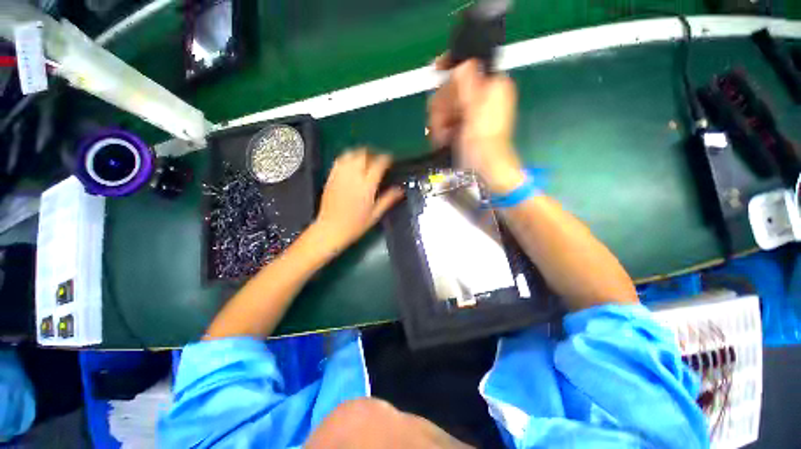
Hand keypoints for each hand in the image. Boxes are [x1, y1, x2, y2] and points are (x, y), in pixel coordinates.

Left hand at [313, 148, 403, 253]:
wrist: (330, 229)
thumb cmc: (355, 225)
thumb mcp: (375, 214)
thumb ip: (388, 199)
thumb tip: (400, 190)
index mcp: (367, 186)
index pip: (378, 164)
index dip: (386, 158)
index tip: (390, 160)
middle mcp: (353, 177)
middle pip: (363, 154)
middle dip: (373, 153)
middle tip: (378, 159)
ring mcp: (340, 175)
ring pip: (350, 154)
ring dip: (360, 153)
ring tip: (366, 159)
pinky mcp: (331, 177)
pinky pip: (339, 160)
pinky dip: (347, 158)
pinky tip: (351, 163)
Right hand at [428, 56, 523, 193]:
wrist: (486, 171)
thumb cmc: (483, 146)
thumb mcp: (475, 114)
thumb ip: (468, 85)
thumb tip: (462, 63)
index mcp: (493, 85)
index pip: (469, 62)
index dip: (451, 64)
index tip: (436, 69)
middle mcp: (483, 95)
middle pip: (452, 85)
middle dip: (443, 105)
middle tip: (443, 123)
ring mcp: (472, 111)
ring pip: (446, 104)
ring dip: (440, 121)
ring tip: (445, 137)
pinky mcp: (464, 124)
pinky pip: (447, 117)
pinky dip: (442, 128)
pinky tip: (444, 139)